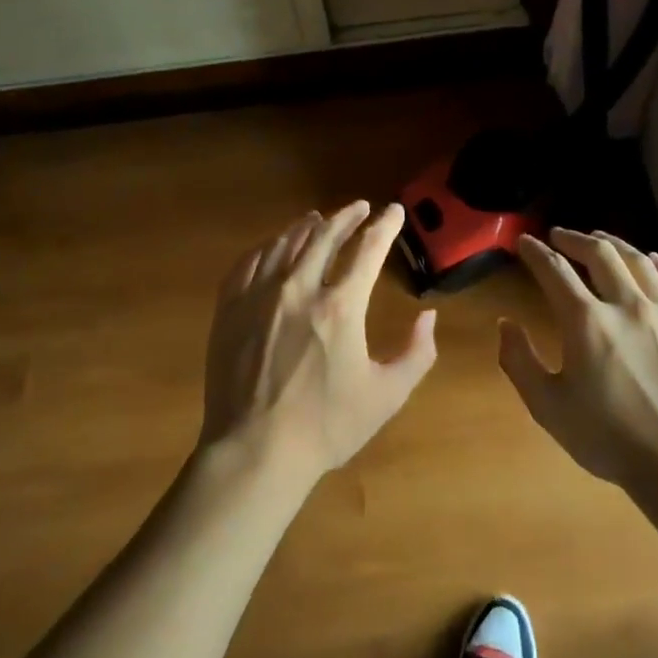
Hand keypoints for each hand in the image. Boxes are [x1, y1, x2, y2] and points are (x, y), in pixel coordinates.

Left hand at [202, 202, 436, 482]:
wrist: (254, 450)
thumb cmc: (326, 426)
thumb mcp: (387, 395)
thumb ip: (417, 353)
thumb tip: (428, 316)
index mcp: (340, 306)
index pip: (368, 249)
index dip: (385, 226)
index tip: (394, 212)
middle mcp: (298, 288)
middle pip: (324, 236)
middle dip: (346, 216)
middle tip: (359, 207)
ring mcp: (258, 296)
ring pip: (284, 244)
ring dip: (306, 227)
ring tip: (317, 219)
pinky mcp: (229, 309)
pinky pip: (248, 263)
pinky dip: (266, 247)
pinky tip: (272, 246)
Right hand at [498, 229, 657, 487]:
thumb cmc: (607, 438)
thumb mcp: (546, 406)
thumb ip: (519, 360)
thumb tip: (505, 324)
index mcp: (586, 322)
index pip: (555, 271)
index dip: (535, 252)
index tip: (524, 242)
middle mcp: (627, 306)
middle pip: (600, 254)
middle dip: (574, 238)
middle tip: (559, 235)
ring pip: (639, 262)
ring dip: (615, 244)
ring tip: (600, 239)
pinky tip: (653, 260)